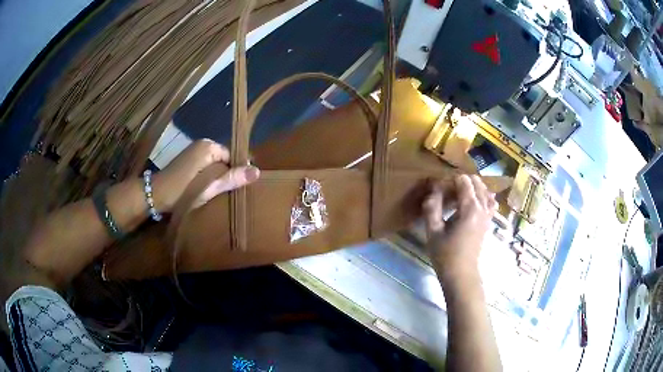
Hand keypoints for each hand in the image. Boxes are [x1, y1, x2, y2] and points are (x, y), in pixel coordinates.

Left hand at [151, 139, 259, 211]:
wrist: (155, 195)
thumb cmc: (182, 191)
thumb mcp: (209, 187)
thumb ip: (232, 178)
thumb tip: (257, 171)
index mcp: (208, 146)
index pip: (232, 156)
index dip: (237, 172)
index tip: (240, 188)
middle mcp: (202, 145)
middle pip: (224, 160)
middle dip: (228, 175)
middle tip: (231, 193)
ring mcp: (194, 152)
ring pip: (216, 165)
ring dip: (219, 178)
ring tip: (222, 193)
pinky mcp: (188, 161)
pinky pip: (207, 167)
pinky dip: (210, 178)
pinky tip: (210, 190)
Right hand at [423, 175, 496, 285]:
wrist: (461, 274)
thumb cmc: (445, 254)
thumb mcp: (433, 231)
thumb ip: (432, 207)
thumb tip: (433, 189)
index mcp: (469, 207)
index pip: (464, 180)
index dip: (451, 180)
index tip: (440, 189)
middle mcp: (482, 207)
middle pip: (476, 182)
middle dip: (462, 181)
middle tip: (448, 191)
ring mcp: (488, 214)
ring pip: (485, 190)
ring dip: (473, 188)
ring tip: (459, 195)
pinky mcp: (488, 221)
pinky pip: (490, 202)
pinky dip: (483, 196)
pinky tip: (474, 201)